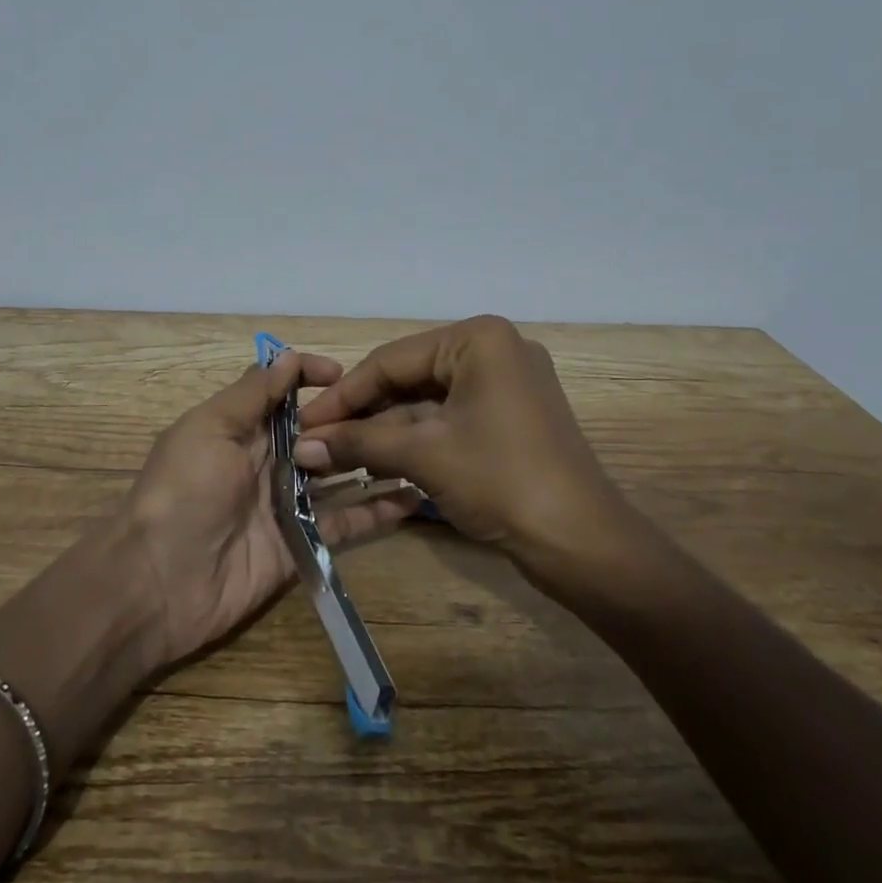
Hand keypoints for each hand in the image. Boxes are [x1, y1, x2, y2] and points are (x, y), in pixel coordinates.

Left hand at [121, 349, 421, 667]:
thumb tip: (288, 355)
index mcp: (241, 428)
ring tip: (419, 446)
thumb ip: (251, 394)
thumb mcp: (210, 428)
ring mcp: (288, 503)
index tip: (345, 375)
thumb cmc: (183, 490)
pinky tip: (414, 498)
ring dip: (373, 460)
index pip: (282, 391)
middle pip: (317, 431)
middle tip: (401, 409)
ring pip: (338, 474)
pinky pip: (346, 523)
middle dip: (353, 417)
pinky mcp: (303, 543)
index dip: (312, 377)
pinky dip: (378, 512)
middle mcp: (268, 460)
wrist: (159, 582)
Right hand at [294, 316, 642, 572]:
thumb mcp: (423, 455)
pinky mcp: (509, 416)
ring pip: (426, 401)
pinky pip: (449, 418)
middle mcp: (493, 350)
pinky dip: (415, 440)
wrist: (582, 543)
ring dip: (385, 431)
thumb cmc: (501, 481)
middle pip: (408, 378)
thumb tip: (299, 446)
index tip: (302, 423)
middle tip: (317, 442)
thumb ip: (358, 443)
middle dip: (363, 415)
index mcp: (477, 339)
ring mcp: (505, 384)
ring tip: (337, 457)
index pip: (390, 360)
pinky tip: (377, 462)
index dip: (342, 395)